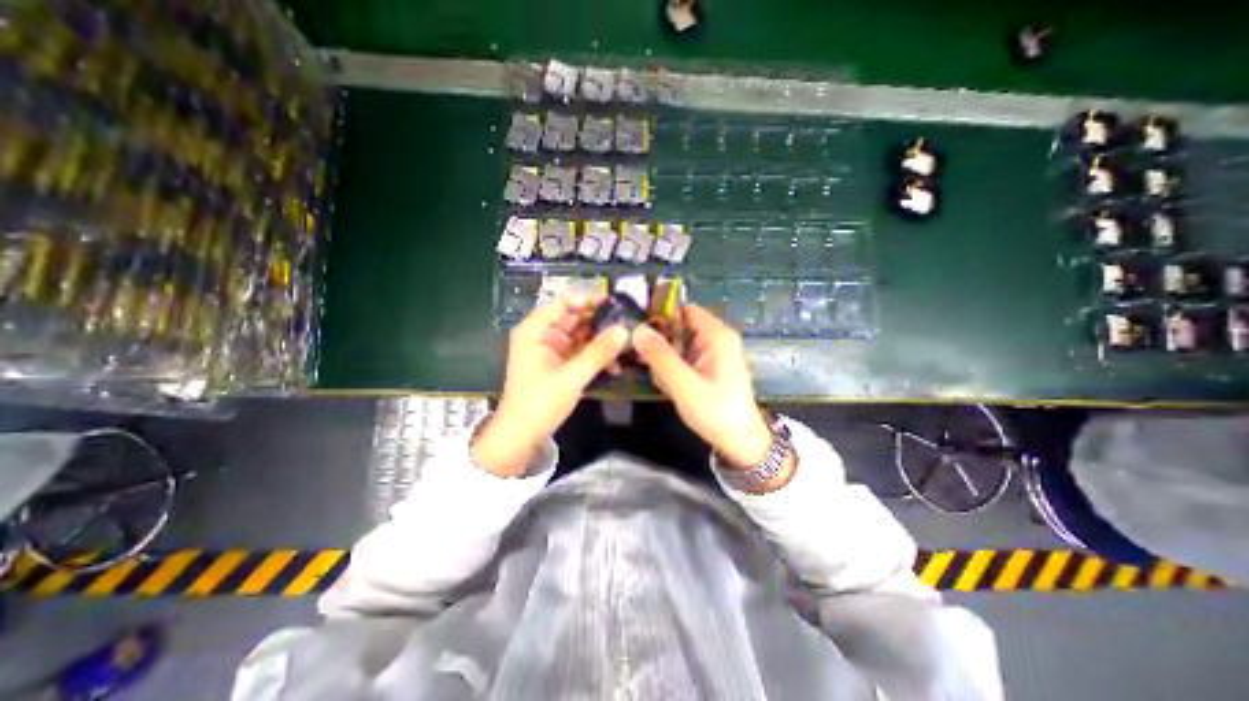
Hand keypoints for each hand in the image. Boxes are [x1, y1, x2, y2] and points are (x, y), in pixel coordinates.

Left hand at [472, 292, 628, 479]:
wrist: (521, 436)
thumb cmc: (540, 403)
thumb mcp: (572, 377)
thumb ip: (599, 352)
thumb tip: (624, 330)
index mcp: (536, 330)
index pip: (564, 302)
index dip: (589, 299)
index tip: (616, 303)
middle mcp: (543, 334)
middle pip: (575, 317)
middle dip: (600, 320)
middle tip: (629, 321)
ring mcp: (552, 348)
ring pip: (581, 334)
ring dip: (601, 339)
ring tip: (627, 342)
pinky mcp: (560, 362)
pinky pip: (581, 351)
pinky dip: (596, 355)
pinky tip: (614, 363)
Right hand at [637, 305, 771, 467]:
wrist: (739, 441)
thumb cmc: (716, 412)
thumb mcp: (684, 385)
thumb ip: (660, 357)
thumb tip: (637, 329)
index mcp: (716, 335)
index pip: (684, 309)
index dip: (661, 316)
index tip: (639, 332)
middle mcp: (716, 338)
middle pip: (679, 327)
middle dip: (661, 344)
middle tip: (648, 364)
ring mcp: (713, 353)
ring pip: (678, 344)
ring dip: (665, 360)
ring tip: (663, 381)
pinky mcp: (709, 366)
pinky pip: (684, 358)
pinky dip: (673, 369)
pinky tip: (671, 386)